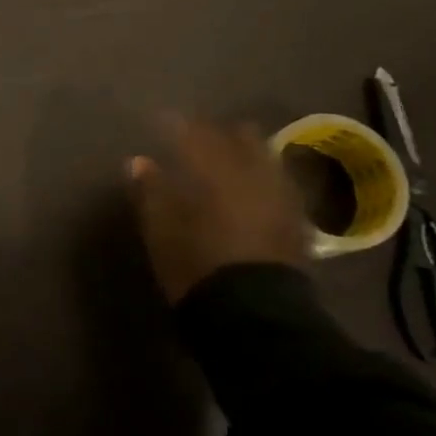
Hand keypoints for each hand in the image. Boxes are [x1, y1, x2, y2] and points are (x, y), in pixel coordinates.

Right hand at [127, 118, 307, 304]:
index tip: (161, 120)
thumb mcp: (160, 229)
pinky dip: (264, 178)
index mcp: (216, 171)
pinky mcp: (296, 222)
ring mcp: (280, 197)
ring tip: (229, 158)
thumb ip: (151, 190)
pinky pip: (280, 185)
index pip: (195, 134)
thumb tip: (138, 161)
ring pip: (266, 159)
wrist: (252, 314)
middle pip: (240, 139)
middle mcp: (253, 174)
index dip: (178, 124)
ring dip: (246, 153)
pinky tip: (255, 187)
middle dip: (220, 133)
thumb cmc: (196, 266)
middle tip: (200, 135)